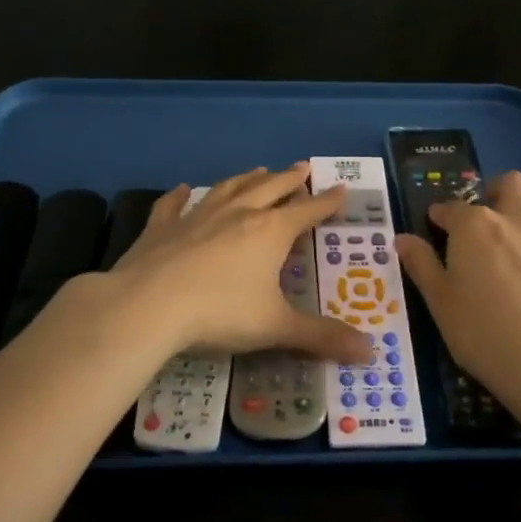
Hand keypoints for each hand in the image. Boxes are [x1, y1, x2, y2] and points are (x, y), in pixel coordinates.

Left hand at [102, 165, 372, 364]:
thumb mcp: (276, 327)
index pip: (306, 211)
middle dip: (290, 179)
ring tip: (259, 170)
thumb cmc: (220, 313)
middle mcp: (237, 214)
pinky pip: (173, 205)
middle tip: (303, 167)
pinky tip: (182, 188)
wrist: (148, 305)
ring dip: (246, 179)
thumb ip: (322, 337)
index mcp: (269, 232)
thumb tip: (372, 354)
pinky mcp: (162, 228)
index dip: (326, 202)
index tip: (341, 188)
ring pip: (228, 189)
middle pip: (270, 189)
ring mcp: (197, 217)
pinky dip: (179, 196)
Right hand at [395, 171, 520, 404]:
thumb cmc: (484, 334)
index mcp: (477, 227)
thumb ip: (422, 265)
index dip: (442, 214)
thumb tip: (403, 238)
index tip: (437, 224)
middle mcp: (519, 220)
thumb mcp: (440, 302)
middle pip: (512, 183)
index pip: (453, 207)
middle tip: (488, 213)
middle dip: (496, 190)